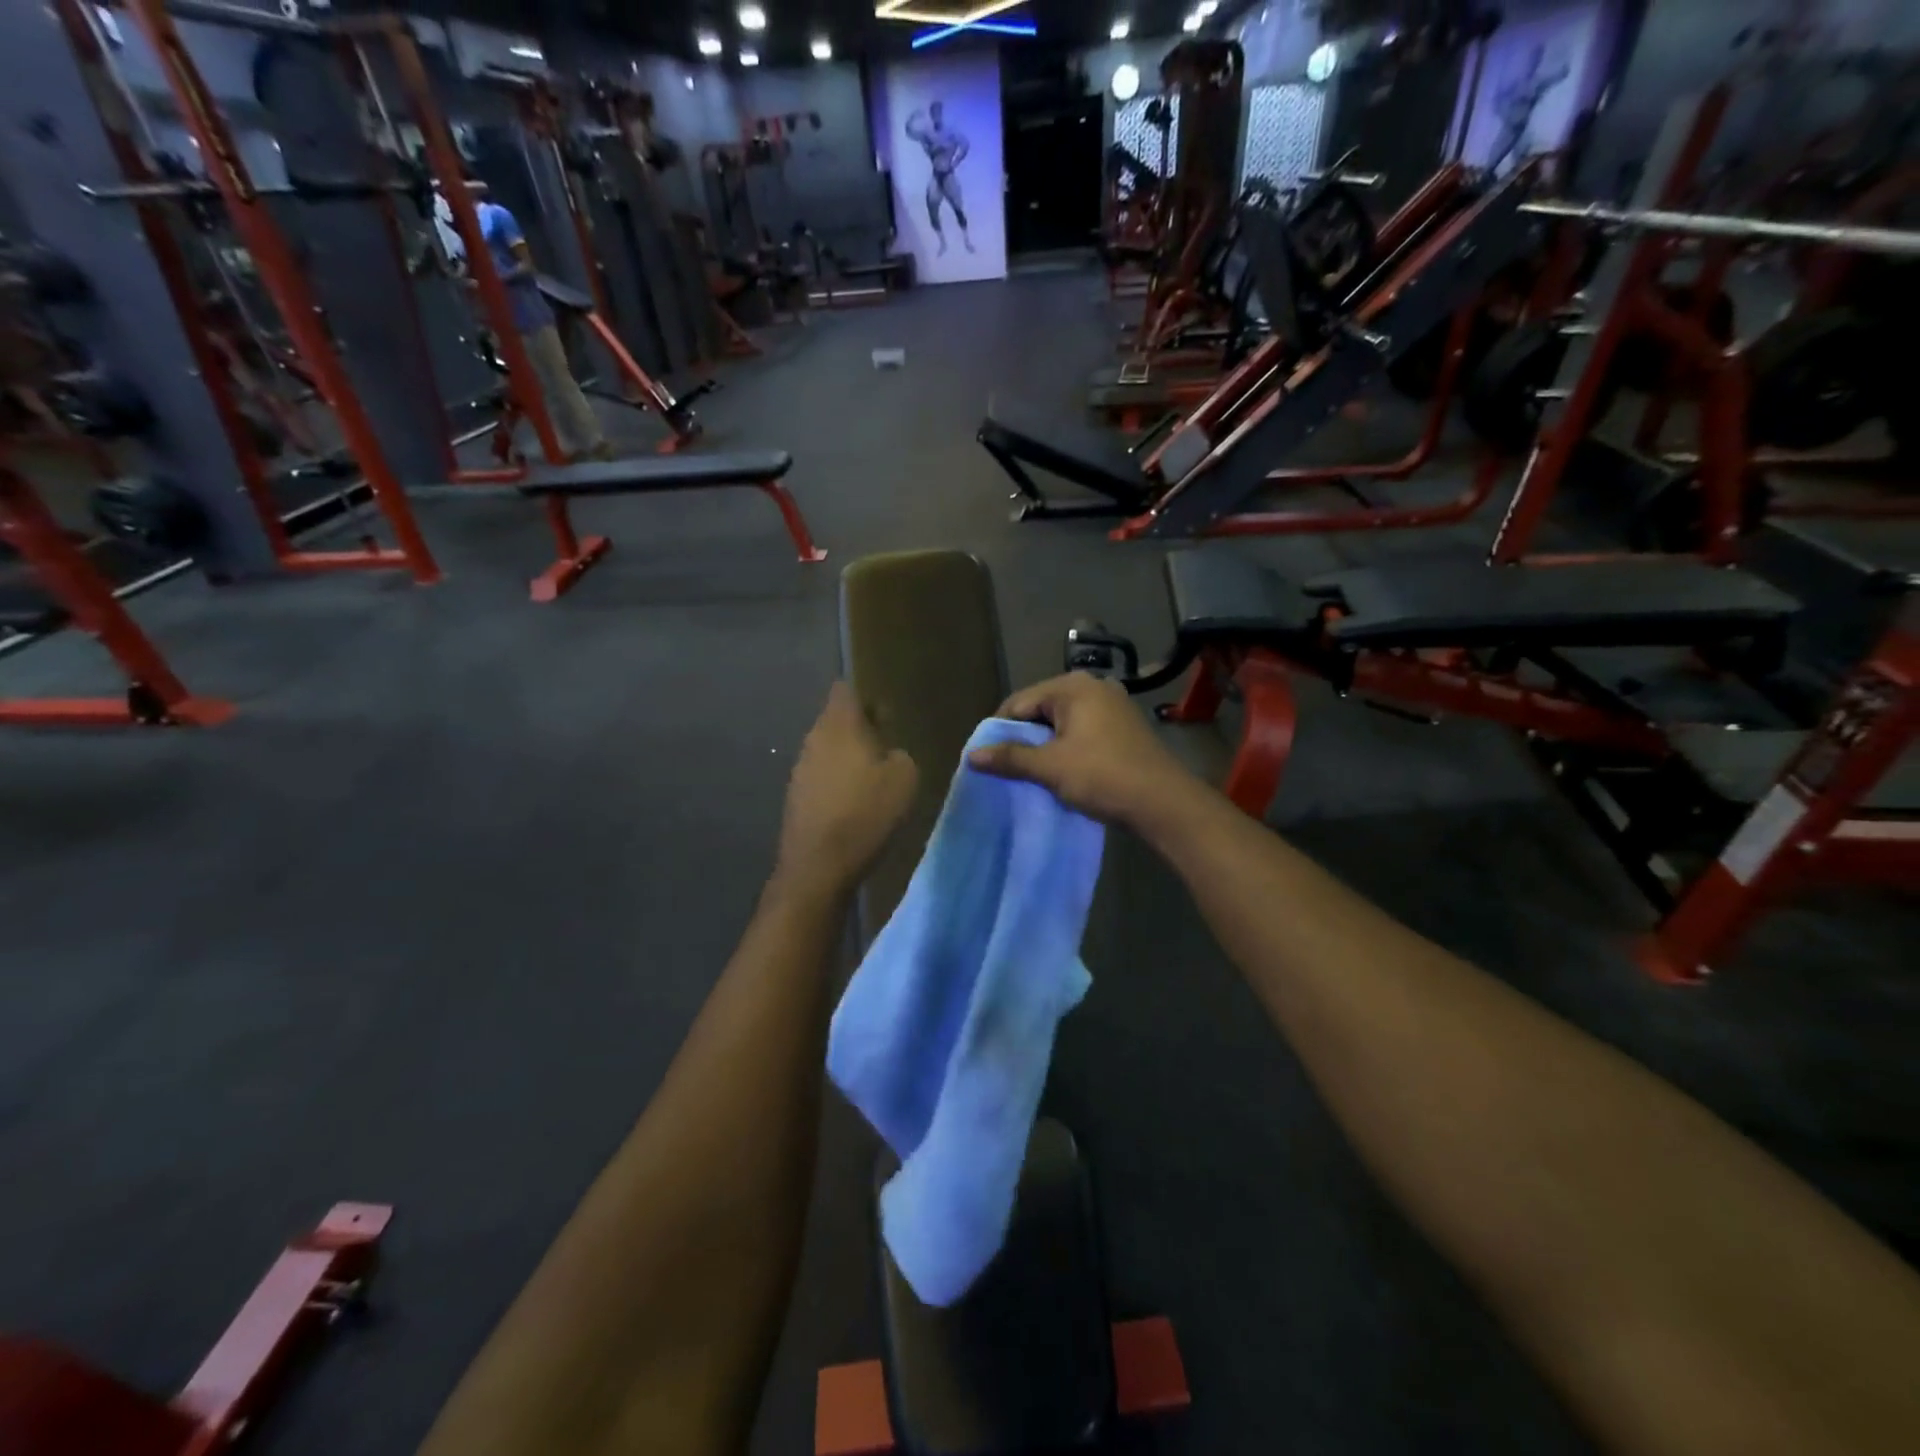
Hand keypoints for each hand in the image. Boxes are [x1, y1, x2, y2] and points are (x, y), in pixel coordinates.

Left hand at [776, 683, 917, 898]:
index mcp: (839, 725)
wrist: (819, 866)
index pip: (845, 689)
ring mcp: (799, 769)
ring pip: (828, 750)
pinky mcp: (795, 798)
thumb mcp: (905, 779)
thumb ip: (900, 755)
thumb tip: (888, 755)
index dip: (866, 697)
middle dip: (860, 730)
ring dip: (848, 758)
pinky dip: (838, 784)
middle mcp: (813, 739)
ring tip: (874, 779)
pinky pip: (821, 778)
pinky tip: (855, 805)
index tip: (885, 714)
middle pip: (835, 721)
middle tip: (887, 748)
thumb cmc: (865, 813)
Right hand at [968, 673, 1197, 828]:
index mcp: (1072, 687)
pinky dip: (1067, 748)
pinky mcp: (1123, 727)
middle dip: (1023, 738)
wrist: (1163, 802)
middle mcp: (1093, 687)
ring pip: (1062, 723)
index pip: (1019, 702)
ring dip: (1045, 746)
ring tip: (1033, 773)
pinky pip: (1082, 731)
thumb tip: (972, 755)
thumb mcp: (1050, 767)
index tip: (990, 758)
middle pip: (1041, 709)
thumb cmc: (1102, 776)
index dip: (999, 730)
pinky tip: (1062, 772)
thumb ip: (1010, 758)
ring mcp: (1112, 705)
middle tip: (1009, 768)